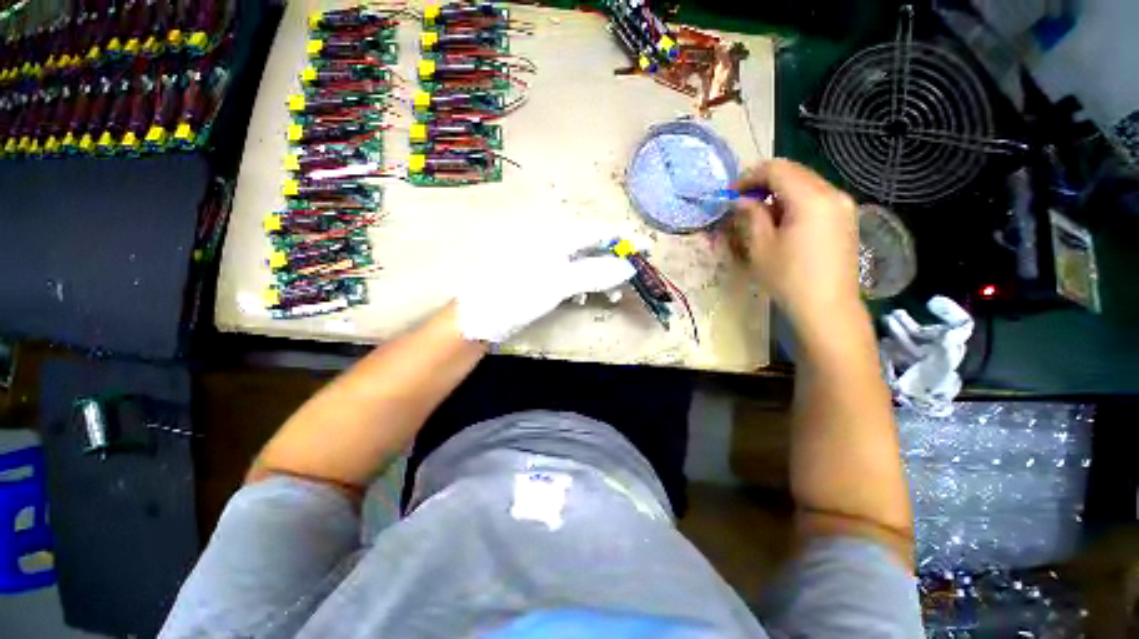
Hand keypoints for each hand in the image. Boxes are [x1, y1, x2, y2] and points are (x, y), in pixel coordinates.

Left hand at [455, 231, 635, 343]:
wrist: (480, 318)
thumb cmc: (516, 295)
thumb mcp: (557, 283)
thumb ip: (593, 273)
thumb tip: (628, 267)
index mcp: (555, 238)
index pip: (597, 232)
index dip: (623, 239)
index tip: (646, 249)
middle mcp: (552, 245)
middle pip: (592, 247)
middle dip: (614, 261)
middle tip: (632, 277)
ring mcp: (546, 262)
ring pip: (583, 264)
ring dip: (600, 277)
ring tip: (611, 295)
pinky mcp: (542, 279)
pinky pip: (571, 277)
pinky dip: (583, 286)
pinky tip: (583, 298)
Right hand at [727, 159, 862, 333]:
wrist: (827, 307)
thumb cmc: (789, 278)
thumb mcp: (761, 246)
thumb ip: (751, 215)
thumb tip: (740, 200)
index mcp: (811, 198)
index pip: (777, 169)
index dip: (749, 176)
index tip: (730, 194)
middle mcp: (832, 193)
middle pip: (794, 172)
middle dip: (764, 182)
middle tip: (741, 202)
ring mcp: (843, 205)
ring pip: (806, 183)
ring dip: (779, 192)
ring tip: (759, 214)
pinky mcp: (846, 218)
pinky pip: (816, 197)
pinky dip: (795, 201)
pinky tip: (781, 221)